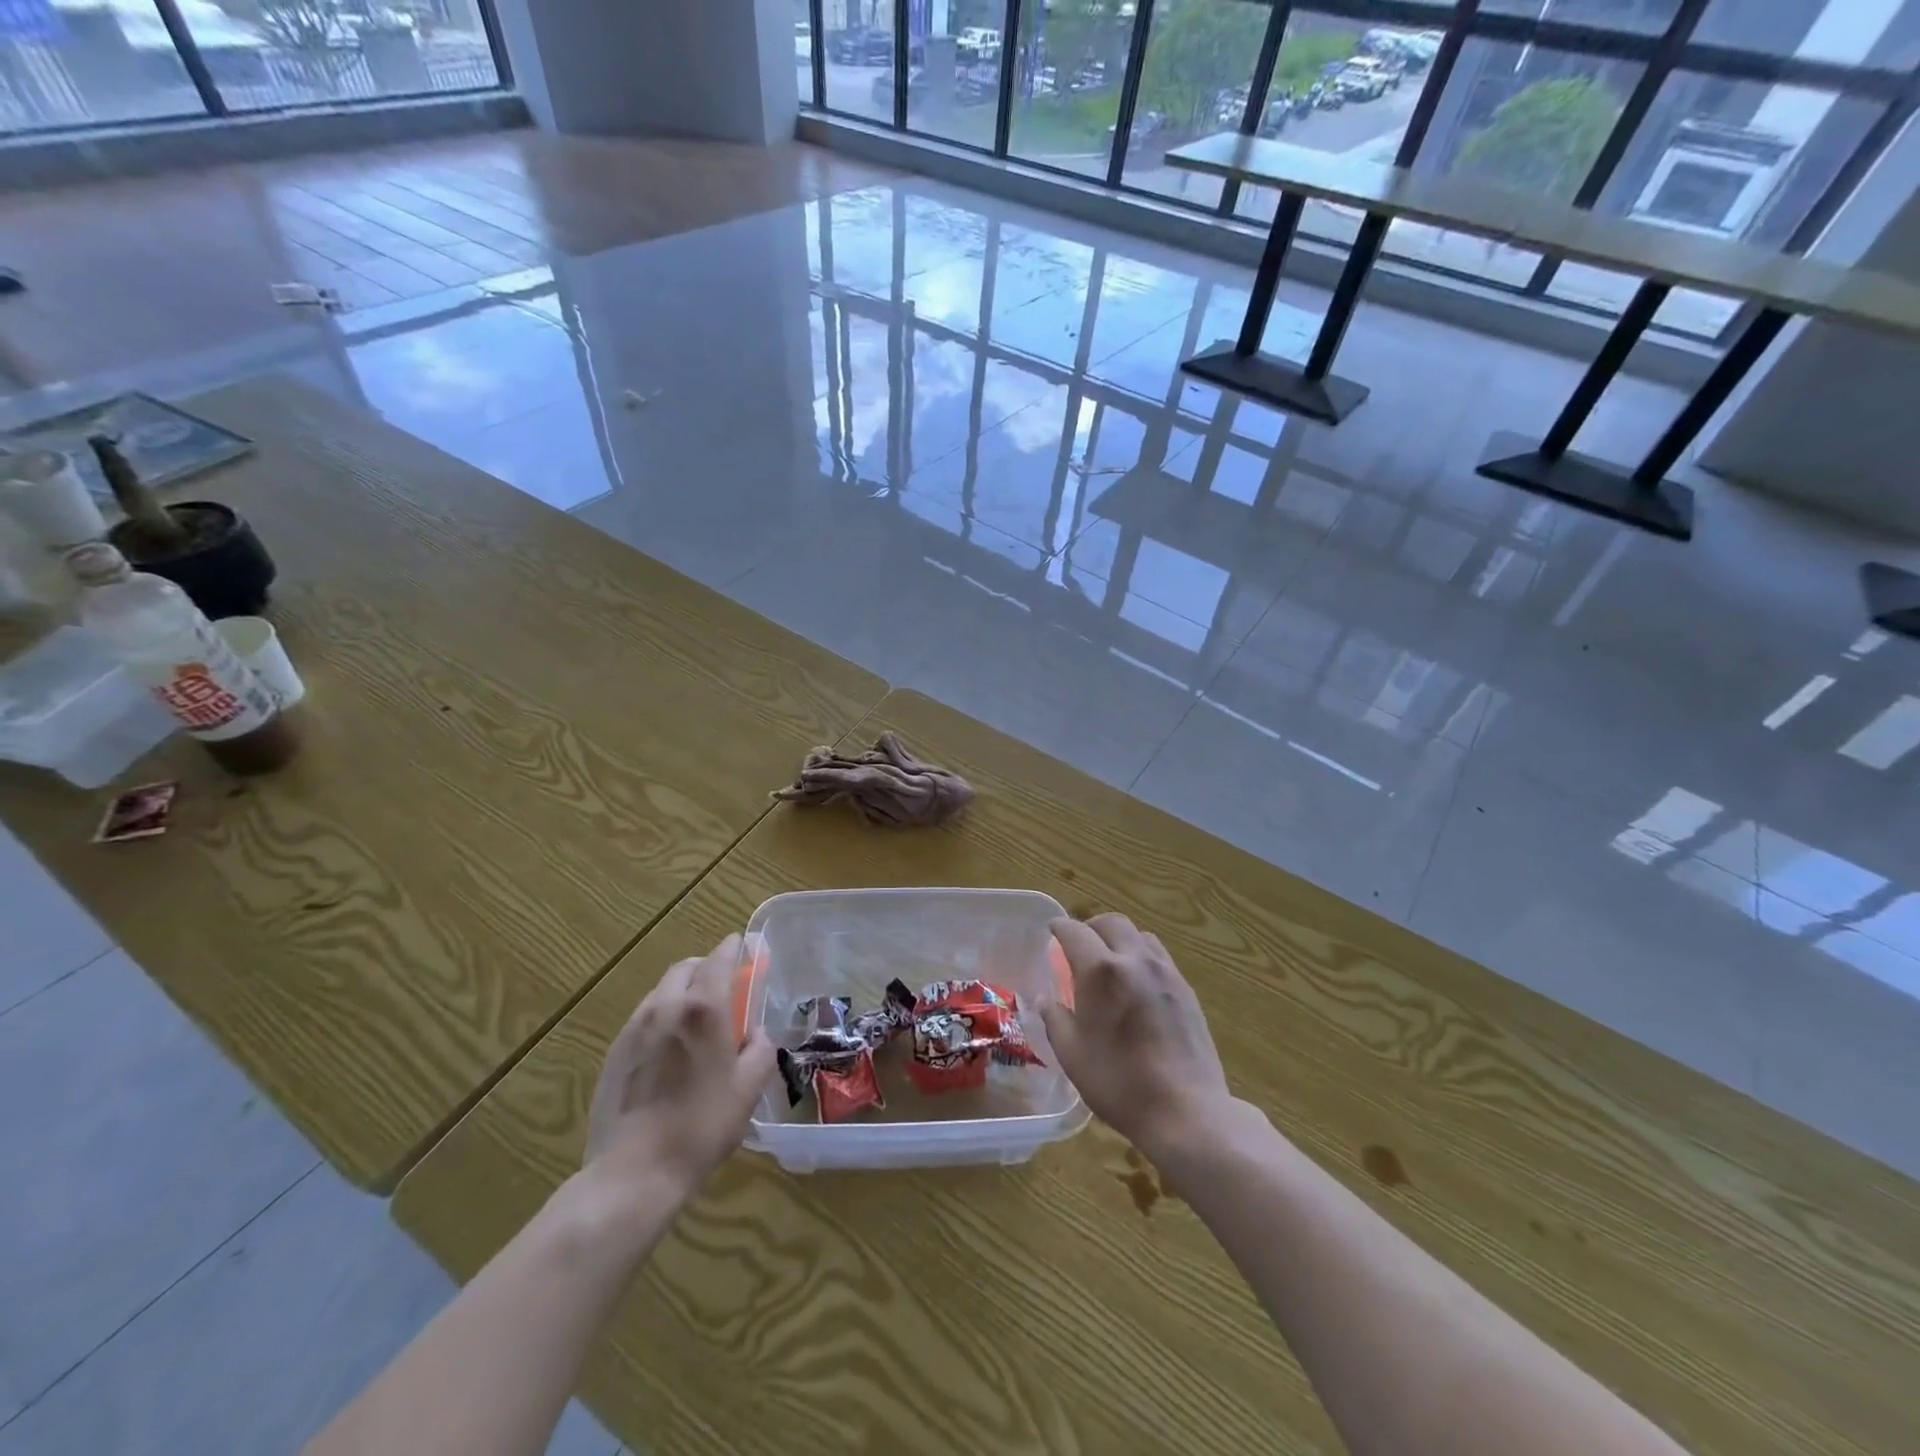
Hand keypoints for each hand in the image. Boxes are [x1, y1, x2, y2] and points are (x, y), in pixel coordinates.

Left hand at [584, 934, 774, 1200]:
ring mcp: (635, 1028)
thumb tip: (756, 1033)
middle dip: (705, 967)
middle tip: (723, 986)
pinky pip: (644, 1017)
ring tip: (696, 1019)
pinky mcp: (614, 1052)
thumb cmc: (702, 1125)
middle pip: (685, 968)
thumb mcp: (749, 1088)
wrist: (634, 1171)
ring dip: (682, 991)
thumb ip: (760, 1049)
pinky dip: (662, 1016)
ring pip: (661, 991)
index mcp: (704, 1009)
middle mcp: (666, 1007)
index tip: (741, 945)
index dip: (732, 948)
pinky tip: (670, 1048)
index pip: (719, 959)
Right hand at [1040, 914, 1232, 1154]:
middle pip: (1112, 922)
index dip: (1060, 927)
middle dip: (1091, 927)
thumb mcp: (1072, 1054)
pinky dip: (1142, 957)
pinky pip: (1160, 957)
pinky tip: (1137, 984)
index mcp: (1101, 971)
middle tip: (1080, 945)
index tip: (1052, 930)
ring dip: (1120, 939)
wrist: (1186, 1110)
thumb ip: (1055, 1019)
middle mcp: (1135, 960)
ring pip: (1140, 936)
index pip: (1075, 931)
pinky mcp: (1186, 990)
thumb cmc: (1119, 1083)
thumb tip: (1047, 1000)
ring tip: (1111, 962)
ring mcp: (1166, 973)